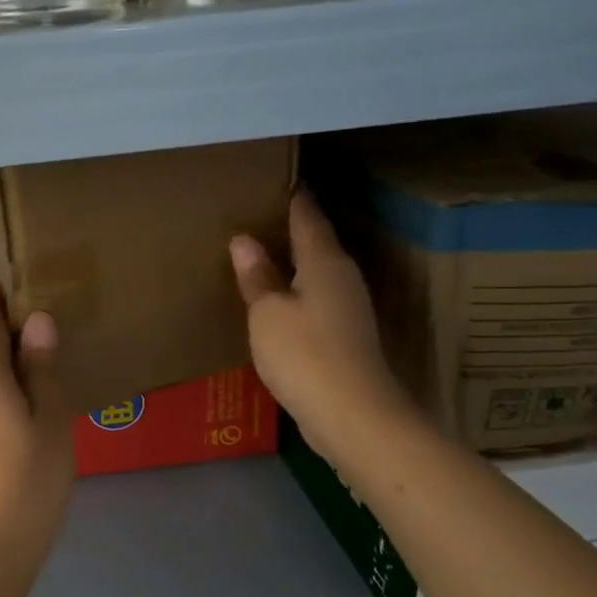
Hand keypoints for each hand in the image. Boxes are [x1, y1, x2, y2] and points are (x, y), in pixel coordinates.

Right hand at [230, 191, 415, 457]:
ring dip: (291, 264)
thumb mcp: (268, 312)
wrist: (352, 416)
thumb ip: (256, 276)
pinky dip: (295, 293)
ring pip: (315, 273)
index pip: (308, 217)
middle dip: (289, 230)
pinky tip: (274, 301)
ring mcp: (347, 309)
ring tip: (259, 256)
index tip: (277, 180)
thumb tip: (244, 239)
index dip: (293, 198)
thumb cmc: (305, 354)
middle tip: (256, 216)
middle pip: (316, 244)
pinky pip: (314, 300)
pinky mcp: (344, 336)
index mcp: (325, 262)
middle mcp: (342, 278)